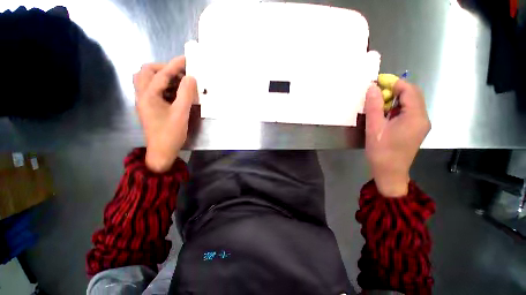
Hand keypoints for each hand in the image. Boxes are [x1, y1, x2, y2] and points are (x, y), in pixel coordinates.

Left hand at [133, 56, 196, 172]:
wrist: (162, 152)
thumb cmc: (171, 134)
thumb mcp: (181, 113)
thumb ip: (186, 94)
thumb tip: (191, 78)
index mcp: (148, 95)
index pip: (161, 73)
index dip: (175, 65)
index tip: (187, 60)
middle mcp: (142, 95)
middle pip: (146, 71)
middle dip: (164, 69)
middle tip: (181, 75)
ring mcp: (144, 102)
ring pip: (147, 80)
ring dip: (163, 77)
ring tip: (180, 83)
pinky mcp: (149, 107)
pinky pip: (153, 90)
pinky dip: (164, 87)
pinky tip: (176, 93)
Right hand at [364, 80, 430, 196]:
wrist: (389, 172)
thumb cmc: (381, 151)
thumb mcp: (374, 128)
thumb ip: (374, 106)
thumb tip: (372, 88)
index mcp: (415, 116)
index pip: (409, 90)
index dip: (394, 82)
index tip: (377, 82)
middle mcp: (423, 118)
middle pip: (412, 95)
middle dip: (395, 90)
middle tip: (375, 93)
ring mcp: (421, 124)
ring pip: (410, 103)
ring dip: (395, 99)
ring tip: (377, 103)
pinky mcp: (416, 129)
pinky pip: (408, 112)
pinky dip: (396, 108)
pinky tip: (384, 114)